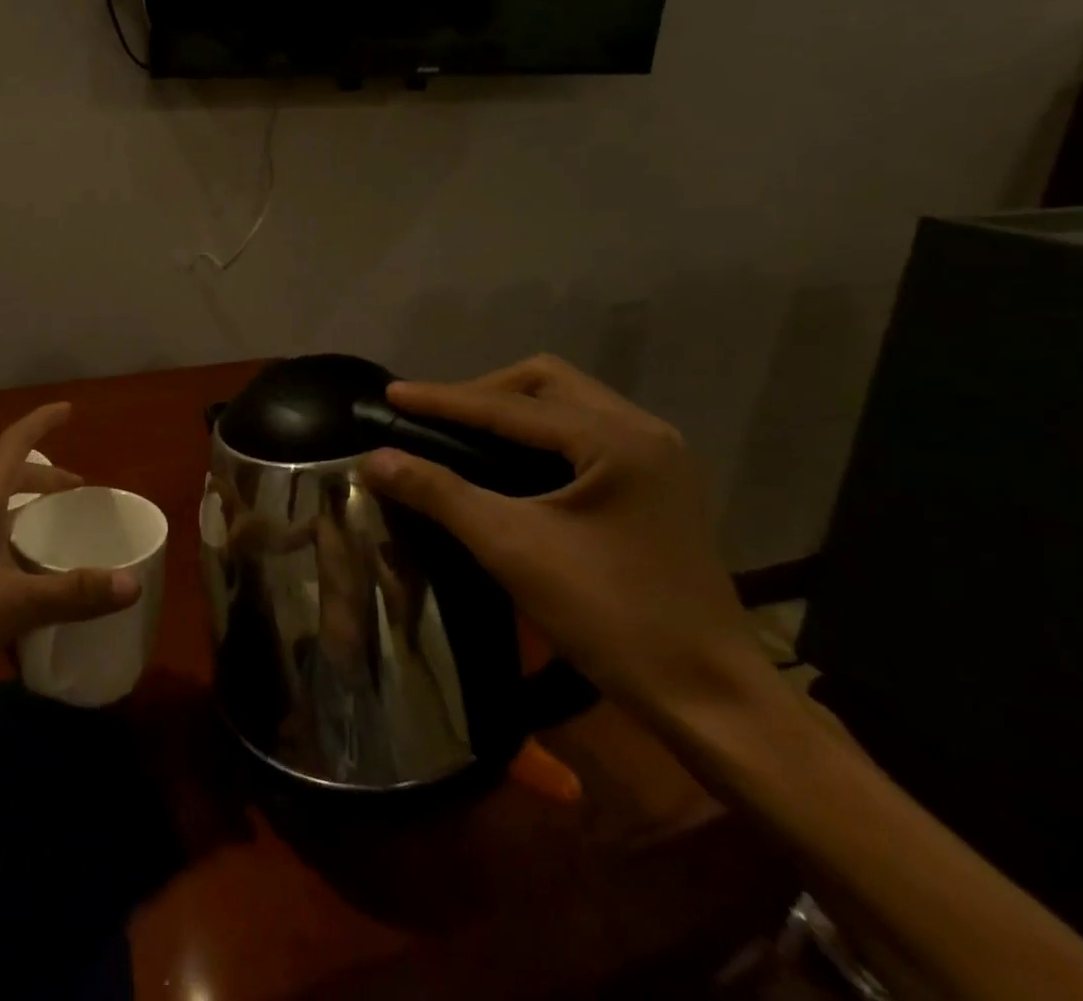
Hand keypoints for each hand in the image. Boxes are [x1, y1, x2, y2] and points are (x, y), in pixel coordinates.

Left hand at [0, 402, 140, 691]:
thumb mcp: (11, 604)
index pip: (16, 442)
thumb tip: (133, 583)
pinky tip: (20, 580)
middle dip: (45, 475)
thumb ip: (72, 593)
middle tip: (77, 489)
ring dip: (25, 508)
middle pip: (8, 475)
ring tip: (53, 529)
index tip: (69, 409)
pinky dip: (9, 543)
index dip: (43, 422)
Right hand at [360, 355, 758, 722]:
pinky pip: (584, 433)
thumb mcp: (513, 549)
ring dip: (511, 412)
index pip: (511, 406)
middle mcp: (644, 432)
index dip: (444, 399)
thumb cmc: (612, 617)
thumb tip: (374, 458)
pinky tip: (509, 462)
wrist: (709, 699)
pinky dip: (538, 436)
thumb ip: (439, 494)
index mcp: (617, 440)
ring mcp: (656, 458)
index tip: (391, 393)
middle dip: (483, 394)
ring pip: (567, 405)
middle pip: (546, 384)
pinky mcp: (655, 486)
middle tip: (435, 420)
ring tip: (462, 434)